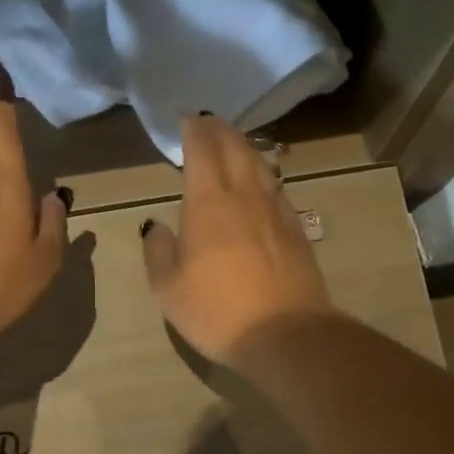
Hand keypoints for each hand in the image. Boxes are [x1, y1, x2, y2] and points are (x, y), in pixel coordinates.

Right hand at [142, 114, 333, 361]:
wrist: (286, 334)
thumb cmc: (217, 310)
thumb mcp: (168, 288)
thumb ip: (158, 251)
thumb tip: (157, 226)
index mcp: (209, 203)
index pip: (202, 151)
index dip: (194, 130)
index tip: (187, 118)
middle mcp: (244, 196)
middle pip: (235, 149)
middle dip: (220, 130)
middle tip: (209, 120)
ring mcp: (275, 211)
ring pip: (260, 165)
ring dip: (244, 147)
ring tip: (233, 142)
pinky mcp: (296, 230)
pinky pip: (277, 188)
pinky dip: (264, 174)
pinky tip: (262, 182)